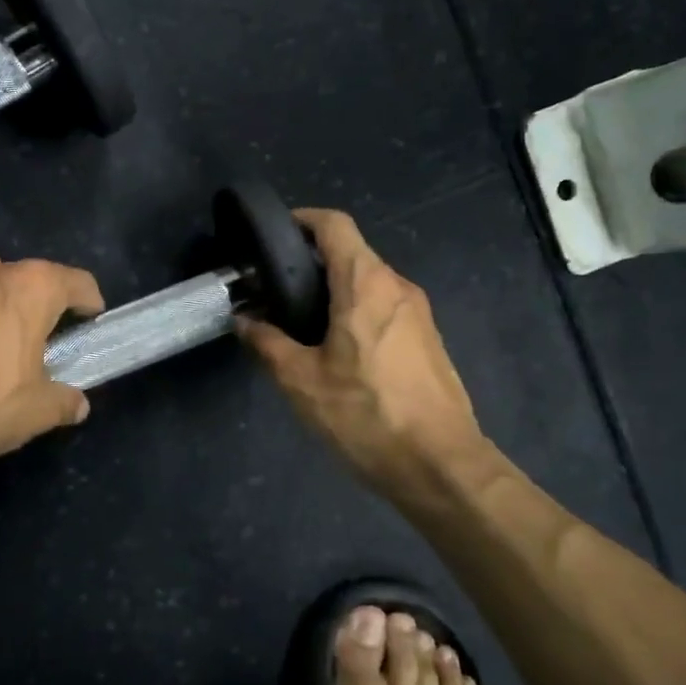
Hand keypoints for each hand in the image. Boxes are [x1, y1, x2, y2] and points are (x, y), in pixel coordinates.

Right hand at [239, 209, 488, 507]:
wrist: (442, 465)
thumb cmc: (367, 415)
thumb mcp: (301, 381)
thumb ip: (267, 344)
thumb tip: (243, 320)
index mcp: (366, 284)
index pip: (335, 225)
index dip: (303, 218)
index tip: (274, 234)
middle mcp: (398, 287)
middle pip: (352, 254)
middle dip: (311, 263)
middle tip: (275, 290)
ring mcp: (420, 314)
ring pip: (369, 284)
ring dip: (335, 291)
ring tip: (300, 324)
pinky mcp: (429, 341)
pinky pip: (386, 309)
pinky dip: (357, 312)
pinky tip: (337, 351)